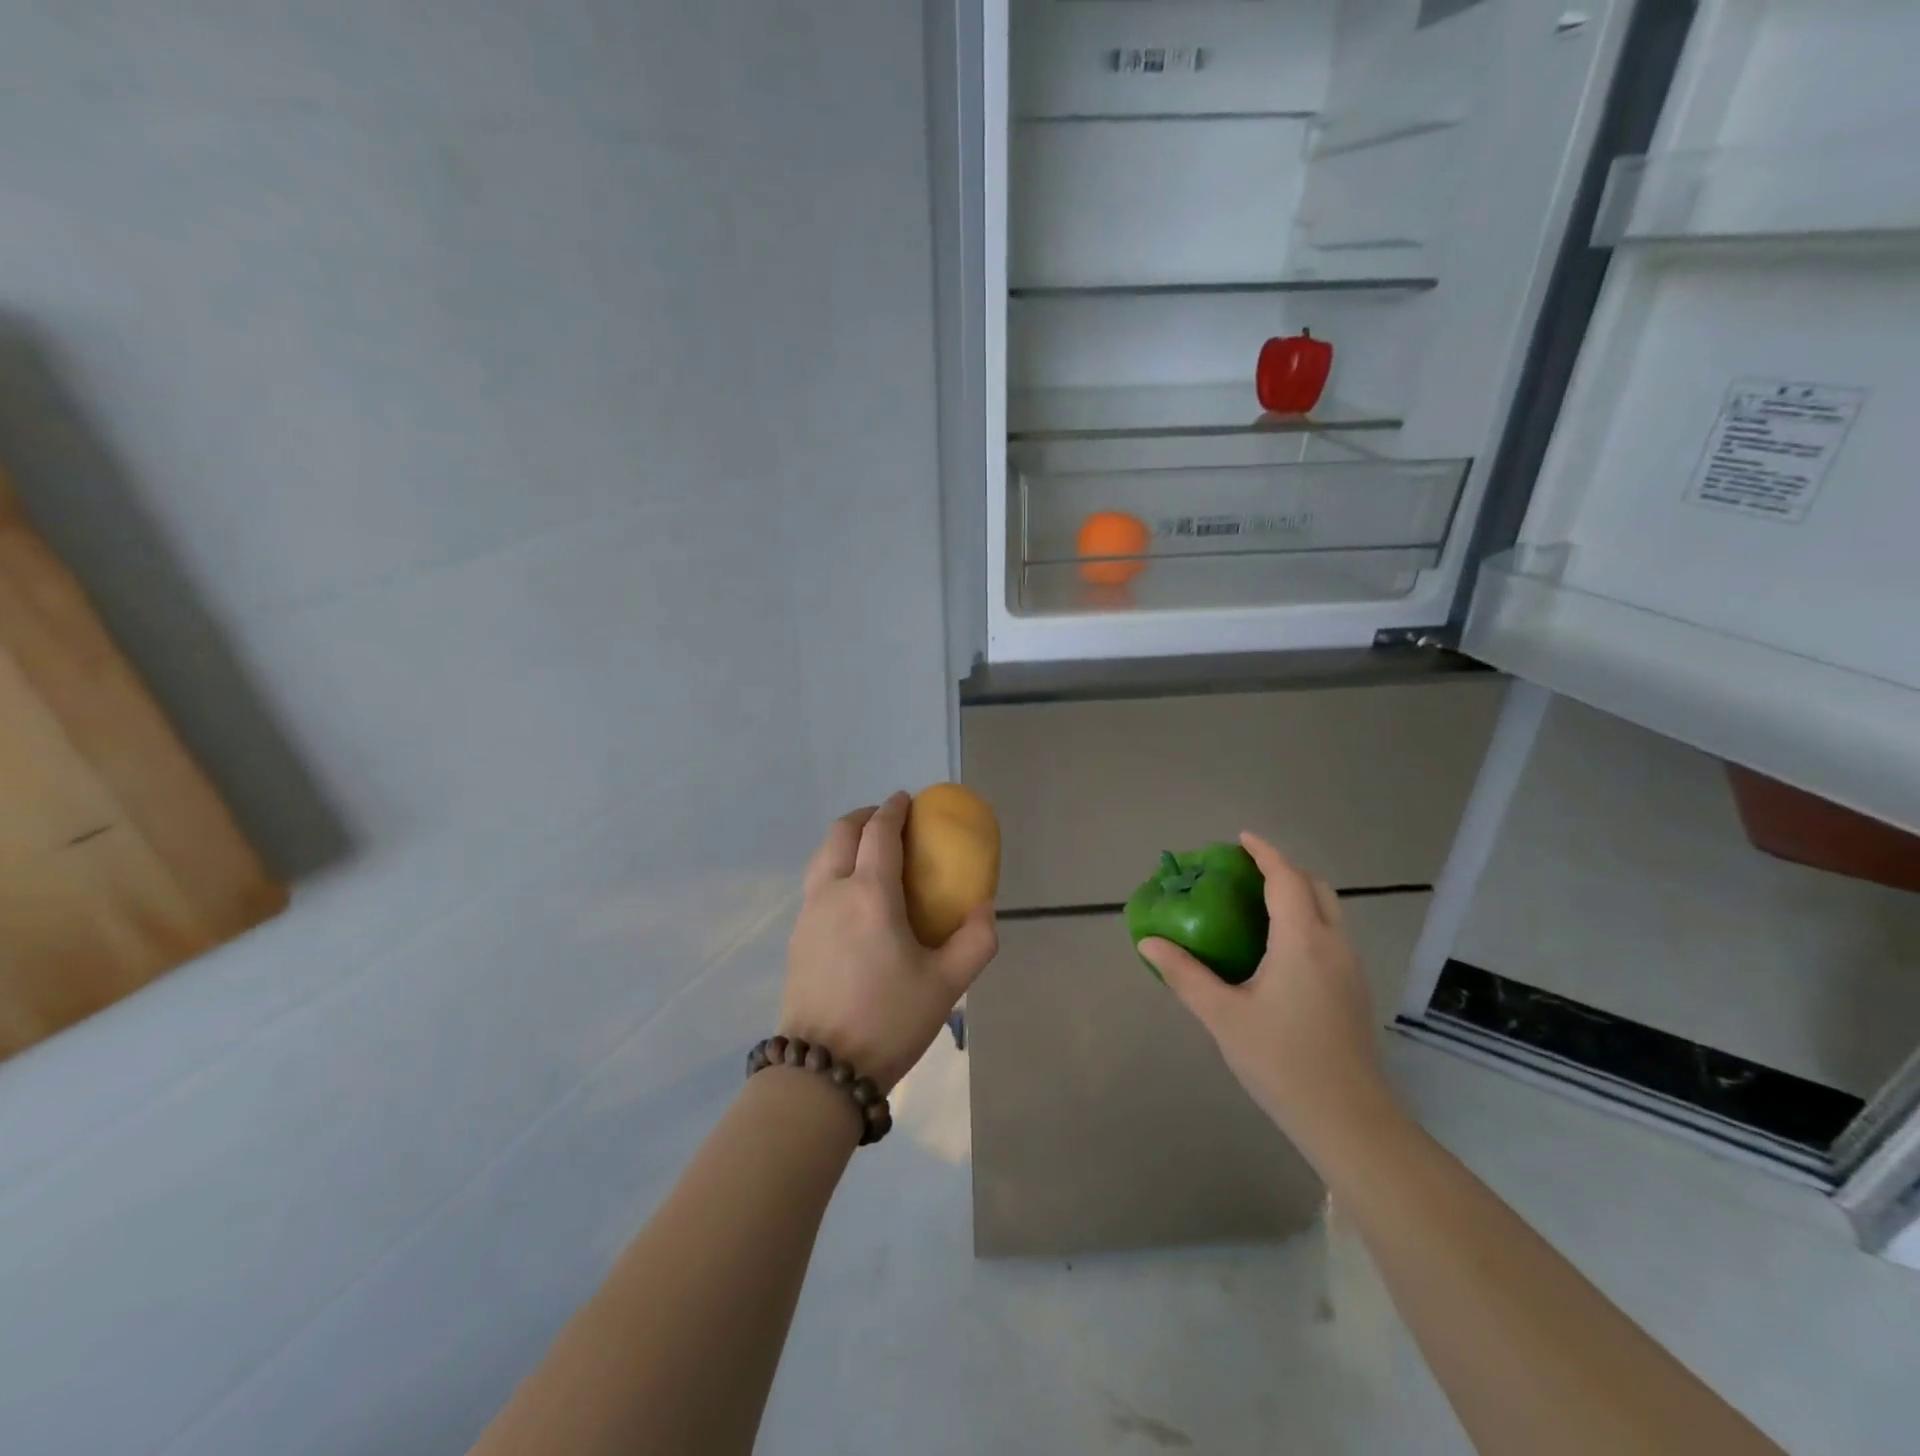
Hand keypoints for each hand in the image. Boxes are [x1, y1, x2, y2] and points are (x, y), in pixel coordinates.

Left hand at [780, 793, 998, 1091]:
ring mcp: (808, 914)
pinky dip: (835, 868)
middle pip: (841, 833)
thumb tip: (985, 908)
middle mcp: (832, 892)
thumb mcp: (947, 984)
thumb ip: (976, 940)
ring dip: (845, 841)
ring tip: (871, 854)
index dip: (894, 809)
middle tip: (889, 822)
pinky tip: (854, 898)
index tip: (907, 800)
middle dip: (865, 817)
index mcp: (870, 894)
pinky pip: (815, 883)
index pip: (879, 832)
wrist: (821, 1070)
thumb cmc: (889, 1020)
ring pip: (822, 856)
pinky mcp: (796, 937)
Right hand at [1139, 831, 1401, 1159]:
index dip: (1264, 853)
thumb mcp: (1223, 1017)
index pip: (1286, 879)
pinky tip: (1280, 945)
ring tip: (1259, 901)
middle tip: (1247, 870)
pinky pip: (1332, 933)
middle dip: (1284, 868)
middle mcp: (1334, 945)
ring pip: (1329, 910)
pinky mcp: (1355, 989)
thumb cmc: (1282, 1062)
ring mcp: (1351, 967)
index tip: (1241, 838)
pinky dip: (1307, 917)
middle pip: (1316, 887)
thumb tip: (1149, 941)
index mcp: (1302, 942)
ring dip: (1298, 892)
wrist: (1349, 1120)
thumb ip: (1185, 974)